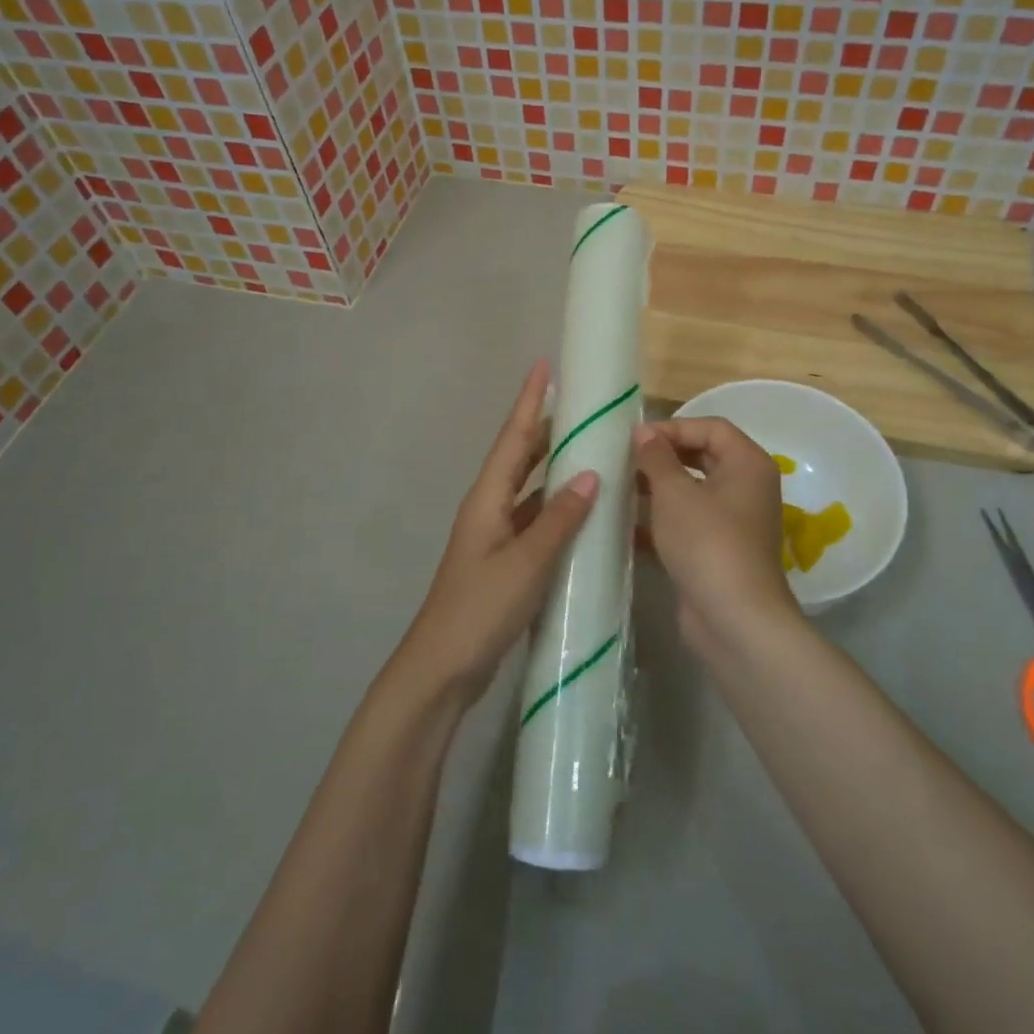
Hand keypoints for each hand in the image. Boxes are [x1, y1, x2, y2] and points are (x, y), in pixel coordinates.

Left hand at [392, 361, 598, 706]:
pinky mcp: (504, 560)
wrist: (442, 668)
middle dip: (545, 427)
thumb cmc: (480, 609)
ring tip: (590, 448)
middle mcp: (489, 508)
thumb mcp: (526, 563)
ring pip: (529, 488)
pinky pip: (534, 519)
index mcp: (487, 499)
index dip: (529, 401)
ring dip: (554, 467)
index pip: (513, 438)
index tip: (544, 365)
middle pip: (519, 457)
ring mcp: (495, 535)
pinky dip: (556, 508)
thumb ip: (559, 520)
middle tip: (580, 405)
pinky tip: (582, 511)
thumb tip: (591, 474)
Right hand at [633, 418, 799, 654]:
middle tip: (625, 460)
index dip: (673, 427)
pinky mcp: (719, 550)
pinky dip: (661, 520)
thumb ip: (656, 457)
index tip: (635, 438)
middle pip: (702, 456)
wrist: (734, 620)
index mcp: (748, 463)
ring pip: (693, 491)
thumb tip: (644, 432)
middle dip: (663, 456)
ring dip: (658, 488)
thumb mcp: (675, 493)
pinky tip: (627, 526)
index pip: (711, 427)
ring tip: (620, 488)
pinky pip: (688, 522)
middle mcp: (747, 487)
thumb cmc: (707, 542)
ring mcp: (735, 521)